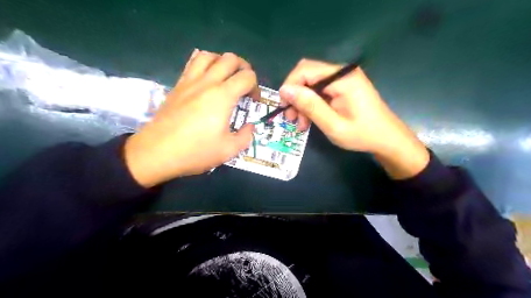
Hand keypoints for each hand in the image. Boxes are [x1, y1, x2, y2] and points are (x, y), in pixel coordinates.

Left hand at [122, 50, 258, 186]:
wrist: (157, 152)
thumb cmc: (195, 151)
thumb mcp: (228, 150)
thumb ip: (245, 136)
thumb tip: (250, 127)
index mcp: (223, 96)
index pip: (247, 77)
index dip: (256, 87)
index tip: (254, 101)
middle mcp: (207, 82)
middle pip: (230, 59)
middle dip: (244, 68)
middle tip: (244, 84)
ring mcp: (189, 81)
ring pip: (209, 55)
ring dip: (222, 62)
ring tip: (226, 77)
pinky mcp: (177, 86)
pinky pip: (192, 63)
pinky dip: (204, 63)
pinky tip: (206, 77)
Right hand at [280, 58, 427, 179]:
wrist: (387, 139)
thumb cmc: (362, 135)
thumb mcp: (333, 125)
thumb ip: (310, 106)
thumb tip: (285, 90)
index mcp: (342, 78)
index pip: (305, 70)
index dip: (290, 86)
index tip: (283, 107)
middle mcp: (343, 72)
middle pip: (307, 75)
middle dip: (295, 96)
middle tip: (290, 118)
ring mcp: (344, 79)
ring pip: (312, 84)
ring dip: (302, 102)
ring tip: (300, 124)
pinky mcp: (344, 87)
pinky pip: (320, 90)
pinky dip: (312, 104)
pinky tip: (309, 119)